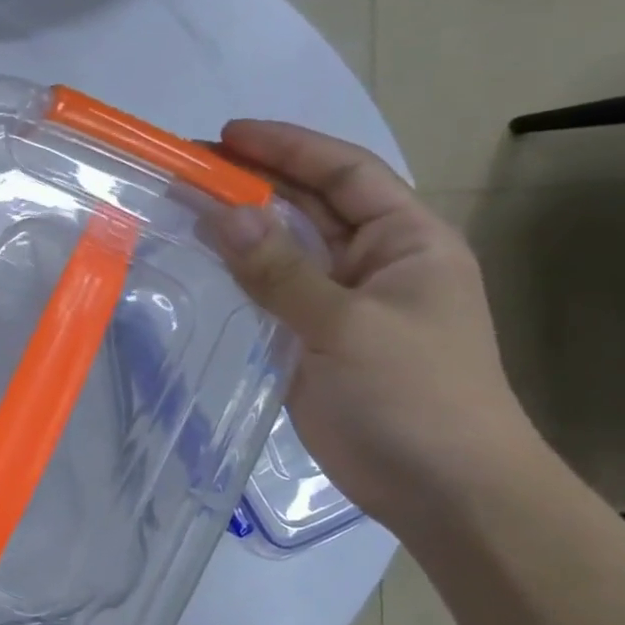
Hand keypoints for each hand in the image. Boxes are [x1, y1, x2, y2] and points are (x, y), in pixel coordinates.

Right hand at [210, 118, 536, 527]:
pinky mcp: (311, 342)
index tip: (226, 135)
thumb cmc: (413, 395)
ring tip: (182, 210)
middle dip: (255, 183)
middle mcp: (373, 264)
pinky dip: (235, 278)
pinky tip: (198, 268)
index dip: (289, 147)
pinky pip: (268, 297)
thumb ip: (280, 270)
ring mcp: (340, 306)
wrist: (442, 489)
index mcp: (406, 242)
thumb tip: (222, 212)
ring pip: (283, 253)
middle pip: (310, 207)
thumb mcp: (347, 324)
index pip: (346, 174)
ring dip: (239, 230)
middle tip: (188, 170)